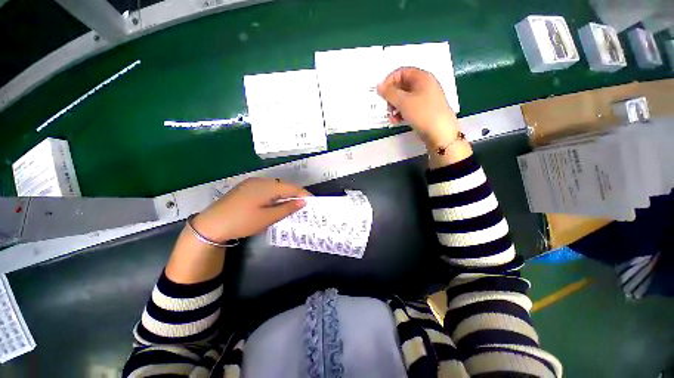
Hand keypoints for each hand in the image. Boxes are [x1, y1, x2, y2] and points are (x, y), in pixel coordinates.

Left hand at [191, 177, 310, 242]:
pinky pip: (266, 189)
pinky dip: (275, 195)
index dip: (304, 194)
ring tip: (292, 205)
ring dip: (285, 194)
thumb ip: (287, 208)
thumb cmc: (242, 222)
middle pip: (284, 185)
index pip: (292, 187)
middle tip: (303, 205)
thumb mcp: (267, 218)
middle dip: (295, 194)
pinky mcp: (246, 188)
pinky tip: (275, 203)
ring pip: (275, 187)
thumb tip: (303, 202)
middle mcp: (261, 181)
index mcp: (267, 186)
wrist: (211, 225)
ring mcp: (252, 183)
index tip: (313, 201)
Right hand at [377, 67, 459, 147]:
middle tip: (387, 107)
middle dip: (392, 97)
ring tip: (392, 117)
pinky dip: (401, 113)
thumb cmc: (422, 113)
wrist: (440, 132)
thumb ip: (389, 93)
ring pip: (404, 99)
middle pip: (402, 86)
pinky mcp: (424, 111)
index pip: (402, 72)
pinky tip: (397, 121)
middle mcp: (424, 86)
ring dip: (395, 107)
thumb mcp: (403, 102)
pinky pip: (409, 108)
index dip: (390, 80)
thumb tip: (379, 86)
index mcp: (422, 78)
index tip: (381, 93)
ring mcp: (425, 99)